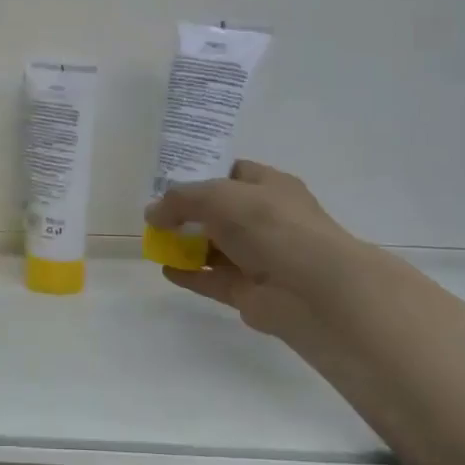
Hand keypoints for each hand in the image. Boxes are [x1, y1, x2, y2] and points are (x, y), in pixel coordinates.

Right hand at [143, 160, 356, 336]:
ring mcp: (259, 257)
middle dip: (188, 213)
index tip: (168, 180)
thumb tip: (152, 213)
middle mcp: (266, 219)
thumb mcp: (218, 196)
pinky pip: (213, 279)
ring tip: (154, 242)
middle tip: (155, 215)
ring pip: (215, 247)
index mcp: (269, 187)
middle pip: (220, 212)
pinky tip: (165, 270)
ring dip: (186, 245)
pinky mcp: (249, 291)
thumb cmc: (269, 225)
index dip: (201, 174)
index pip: (232, 172)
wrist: (313, 288)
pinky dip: (190, 275)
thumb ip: (180, 200)